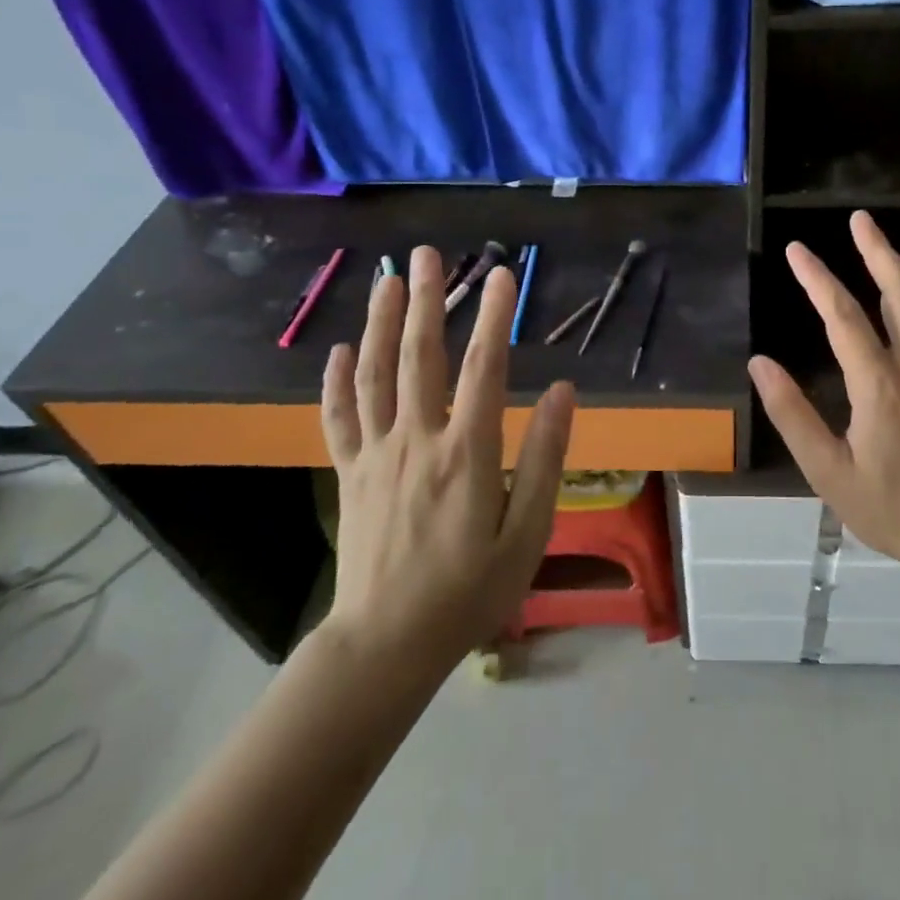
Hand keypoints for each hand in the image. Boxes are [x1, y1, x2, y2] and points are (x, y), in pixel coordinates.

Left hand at [319, 245, 573, 676]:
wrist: (385, 645)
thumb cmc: (468, 591)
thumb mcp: (527, 533)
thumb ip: (544, 458)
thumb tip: (563, 391)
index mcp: (466, 453)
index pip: (484, 368)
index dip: (493, 316)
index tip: (502, 273)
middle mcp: (417, 440)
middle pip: (419, 357)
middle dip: (425, 300)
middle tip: (425, 253)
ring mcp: (376, 455)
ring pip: (375, 375)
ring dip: (380, 324)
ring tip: (386, 281)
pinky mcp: (351, 475)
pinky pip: (339, 418)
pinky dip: (337, 382)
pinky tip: (339, 350)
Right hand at [748, 211, 899, 578]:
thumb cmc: (894, 508)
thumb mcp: (829, 473)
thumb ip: (792, 415)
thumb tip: (760, 364)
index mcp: (880, 387)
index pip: (844, 316)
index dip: (817, 279)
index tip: (798, 251)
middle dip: (876, 249)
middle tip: (859, 219)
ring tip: (882, 245)